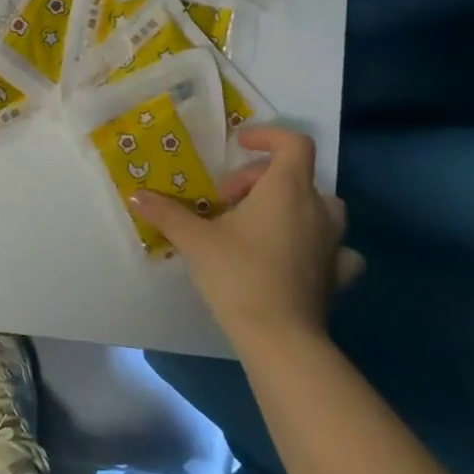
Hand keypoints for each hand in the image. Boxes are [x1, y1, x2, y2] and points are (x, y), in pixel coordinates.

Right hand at [130, 127, 361, 362]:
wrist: (279, 337)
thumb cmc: (238, 274)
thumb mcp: (194, 239)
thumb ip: (167, 213)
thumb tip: (136, 195)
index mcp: (286, 189)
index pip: (294, 144)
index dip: (268, 136)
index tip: (239, 145)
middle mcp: (317, 209)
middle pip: (297, 175)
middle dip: (260, 180)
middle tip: (226, 201)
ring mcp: (333, 243)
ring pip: (321, 208)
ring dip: (293, 206)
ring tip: (260, 224)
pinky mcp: (337, 275)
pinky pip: (335, 248)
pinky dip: (318, 244)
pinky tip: (299, 256)